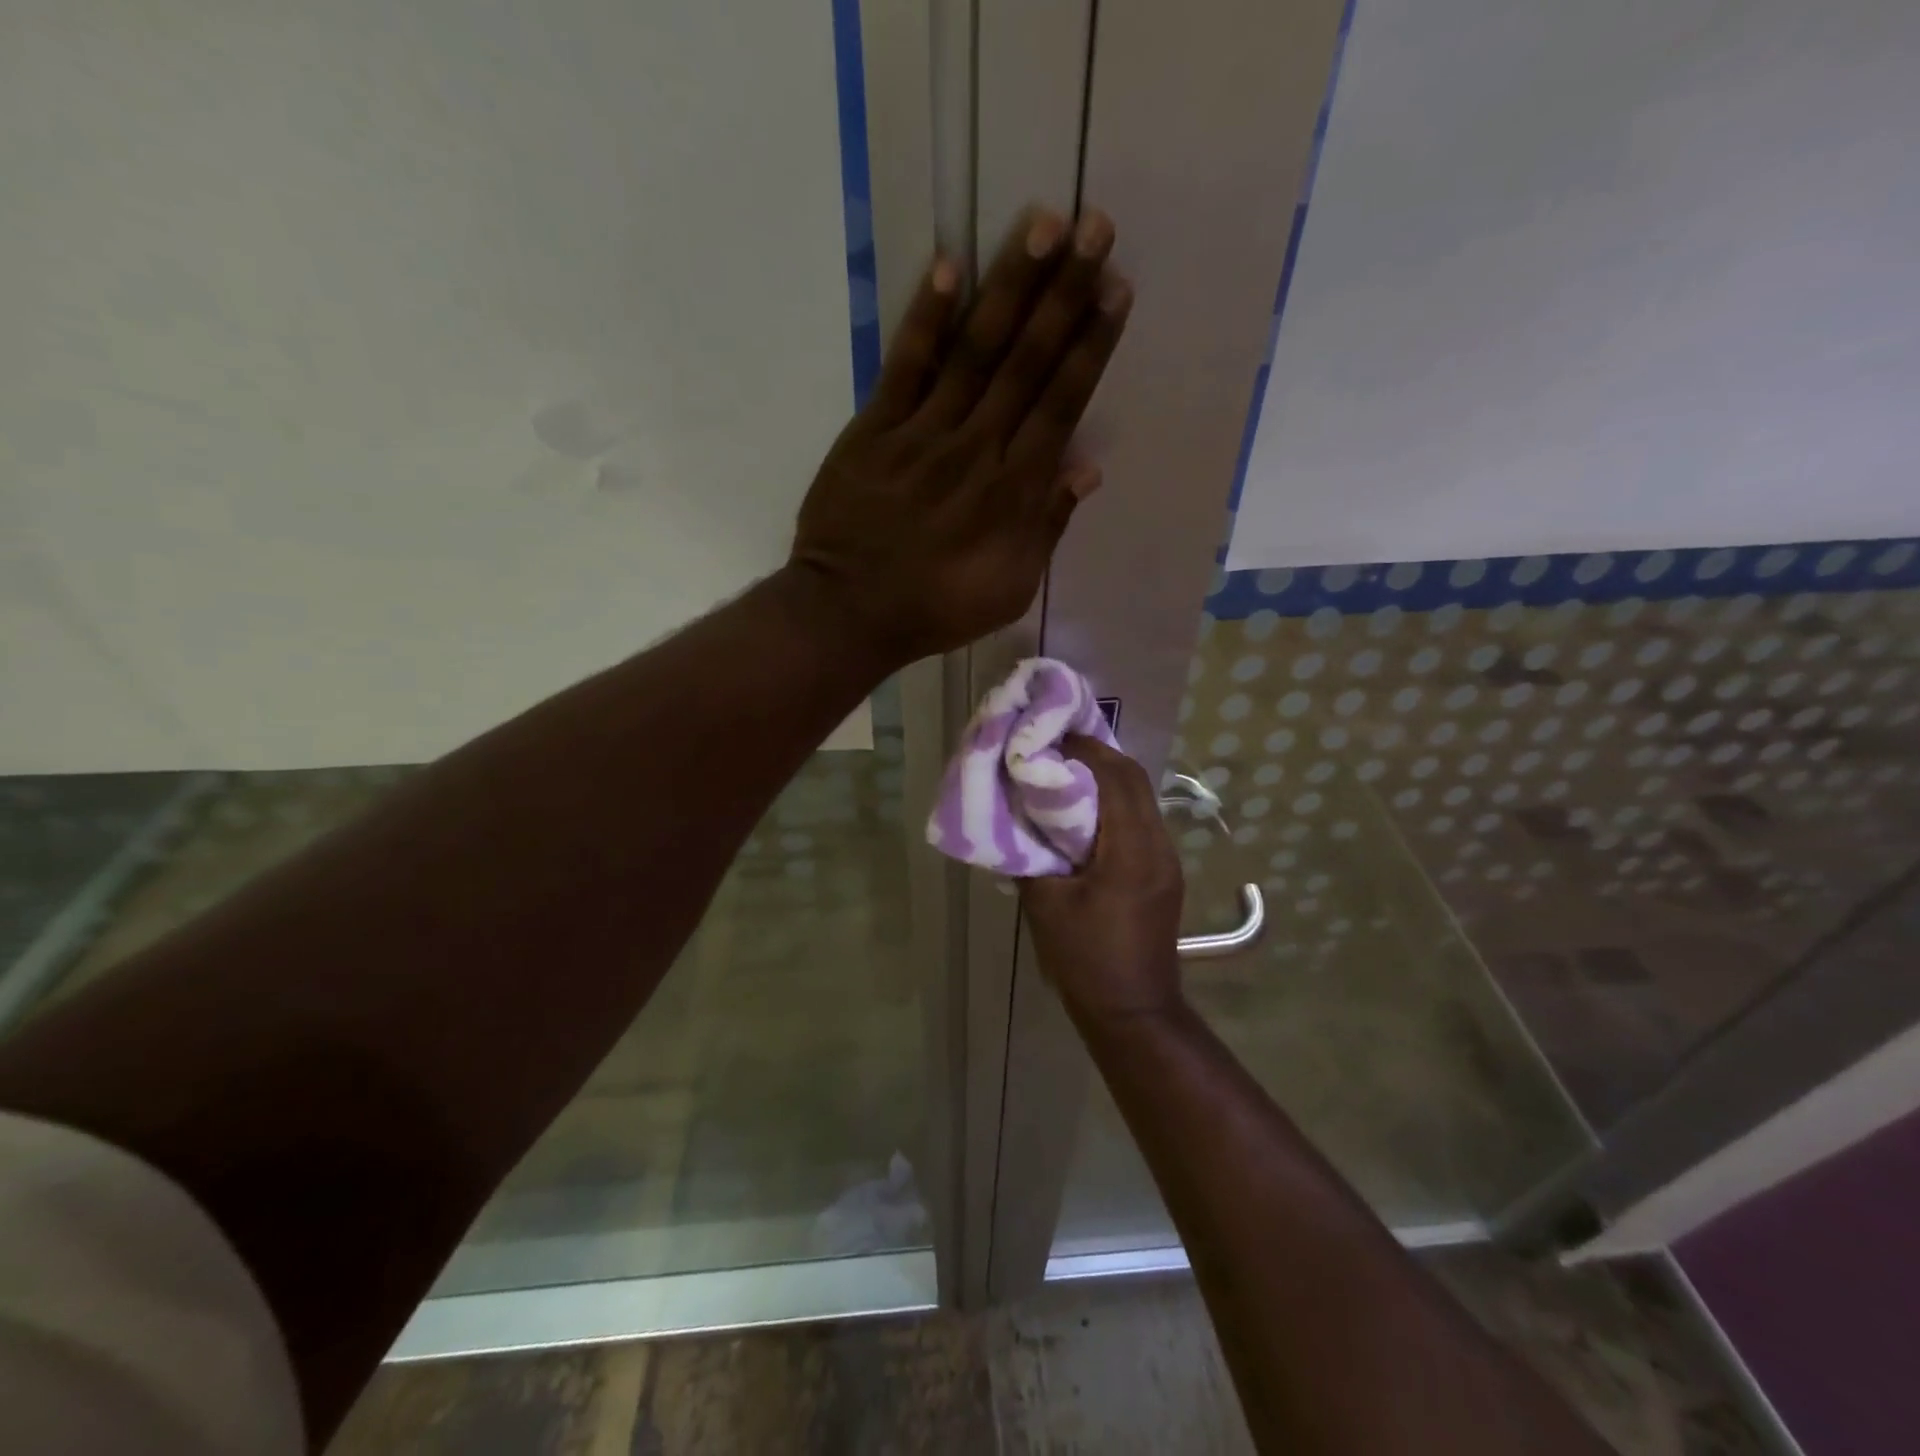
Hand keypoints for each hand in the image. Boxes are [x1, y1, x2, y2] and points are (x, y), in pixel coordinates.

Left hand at [791, 207, 1131, 663]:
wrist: (850, 611)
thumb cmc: (937, 607)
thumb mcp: (1010, 588)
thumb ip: (1048, 526)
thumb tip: (1087, 468)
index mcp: (1013, 491)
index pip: (1061, 404)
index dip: (1090, 345)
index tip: (1116, 290)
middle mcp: (975, 449)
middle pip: (1026, 362)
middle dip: (1064, 293)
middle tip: (1095, 226)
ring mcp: (922, 434)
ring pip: (974, 351)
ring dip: (1009, 286)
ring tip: (1042, 224)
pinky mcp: (874, 430)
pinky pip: (904, 366)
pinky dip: (926, 318)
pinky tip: (949, 266)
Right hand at [1021, 736, 1185, 1023]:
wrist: (1133, 1011)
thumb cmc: (1085, 958)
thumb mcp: (1045, 905)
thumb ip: (1030, 854)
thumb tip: (1018, 817)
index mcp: (1131, 850)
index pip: (1116, 778)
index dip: (1084, 750)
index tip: (1049, 738)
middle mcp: (1158, 845)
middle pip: (1135, 780)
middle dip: (1097, 756)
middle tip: (1056, 747)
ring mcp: (1167, 859)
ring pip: (1142, 797)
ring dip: (1108, 778)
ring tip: (1066, 772)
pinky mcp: (1165, 872)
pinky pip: (1142, 820)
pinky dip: (1116, 802)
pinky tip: (1086, 810)